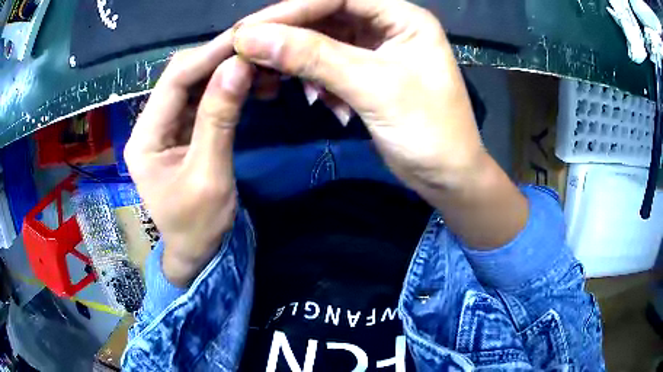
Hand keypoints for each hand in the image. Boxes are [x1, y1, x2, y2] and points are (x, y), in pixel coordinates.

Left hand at [124, 31, 252, 285]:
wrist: (196, 252)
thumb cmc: (198, 226)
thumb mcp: (210, 176)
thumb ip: (219, 119)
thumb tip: (238, 67)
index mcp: (145, 139)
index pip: (173, 82)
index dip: (208, 57)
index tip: (245, 40)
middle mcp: (150, 125)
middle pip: (181, 77)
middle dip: (218, 59)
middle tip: (257, 50)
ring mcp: (165, 127)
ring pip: (194, 84)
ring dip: (226, 72)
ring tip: (260, 66)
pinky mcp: (181, 131)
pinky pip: (203, 99)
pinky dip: (227, 89)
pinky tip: (250, 84)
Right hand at [234, 0, 527, 247]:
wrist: (447, 177)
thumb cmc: (429, 132)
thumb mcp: (373, 88)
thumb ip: (313, 57)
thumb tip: (251, 38)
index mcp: (403, 17)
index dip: (291, 9)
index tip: (249, 30)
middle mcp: (388, 25)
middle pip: (325, 15)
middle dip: (287, 35)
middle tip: (248, 53)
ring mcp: (376, 49)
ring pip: (321, 41)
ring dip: (298, 61)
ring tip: (275, 81)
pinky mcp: (365, 73)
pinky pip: (327, 64)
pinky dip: (314, 80)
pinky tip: (317, 101)